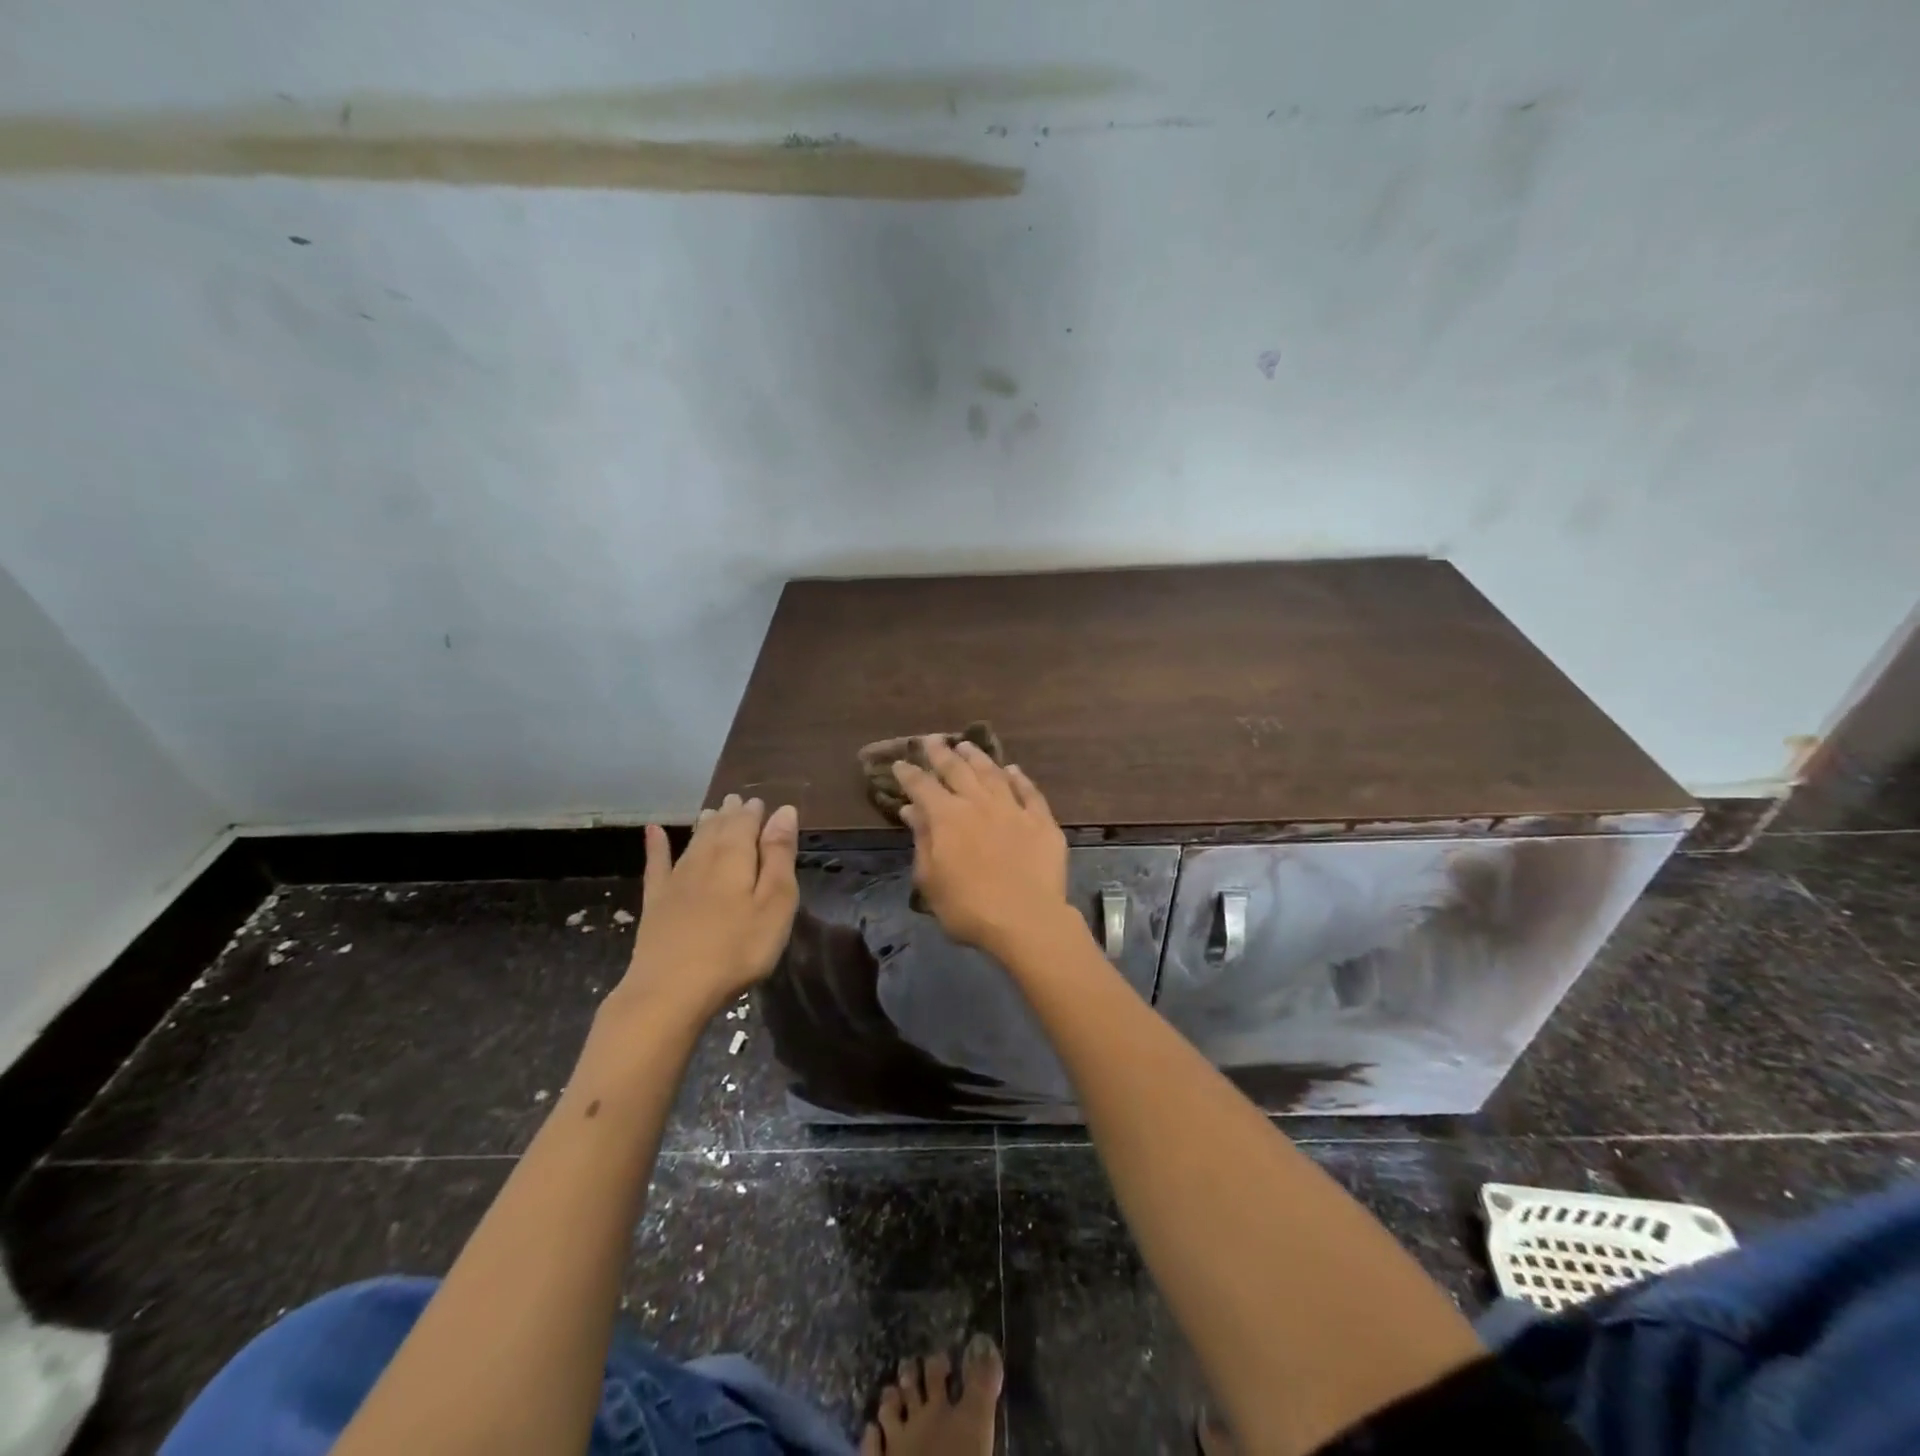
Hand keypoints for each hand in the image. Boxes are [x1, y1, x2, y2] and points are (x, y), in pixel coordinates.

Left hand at [610, 795, 799, 1024]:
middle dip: (730, 814)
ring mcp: (676, 881)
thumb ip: (779, 856)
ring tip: (712, 811)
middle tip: (737, 800)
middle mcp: (704, 859)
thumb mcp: (775, 904)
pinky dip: (657, 846)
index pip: (746, 823)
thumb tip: (783, 811)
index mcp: (736, 857)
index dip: (755, 812)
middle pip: (718, 829)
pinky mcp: (656, 903)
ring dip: (704, 825)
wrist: (670, 991)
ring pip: (693, 843)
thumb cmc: (736, 949)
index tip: (762, 803)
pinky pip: (657, 865)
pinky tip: (653, 831)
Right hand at [893, 738, 1072, 961]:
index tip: (900, 764)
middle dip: (941, 753)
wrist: (1026, 919)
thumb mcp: (931, 879)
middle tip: (932, 740)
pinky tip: (1013, 770)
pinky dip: (1019, 778)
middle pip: (957, 770)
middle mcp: (978, 803)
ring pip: (992, 773)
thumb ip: (922, 840)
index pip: (922, 786)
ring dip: (977, 757)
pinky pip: (1029, 792)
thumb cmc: (968, 907)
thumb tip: (912, 810)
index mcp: (947, 817)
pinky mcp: (1041, 820)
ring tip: (967, 746)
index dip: (909, 774)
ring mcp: (1012, 808)